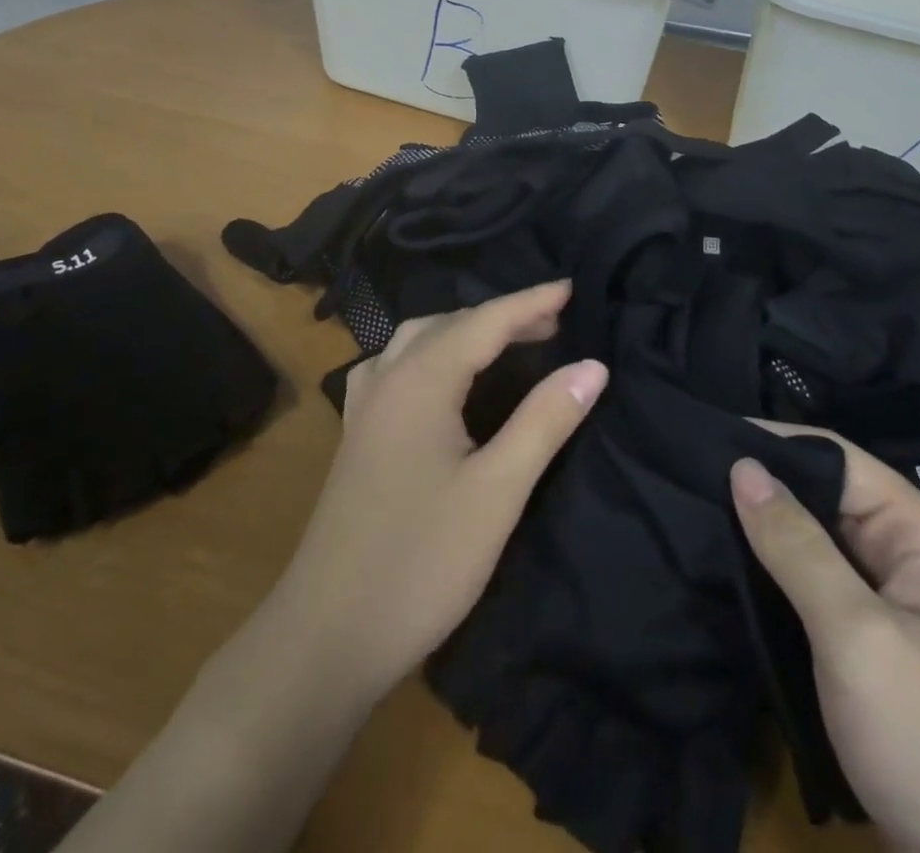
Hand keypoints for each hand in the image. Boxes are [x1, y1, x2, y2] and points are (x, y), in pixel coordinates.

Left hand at [267, 280, 607, 702]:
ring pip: (419, 340)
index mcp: (420, 379)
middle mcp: (387, 377)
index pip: (485, 321)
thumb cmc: (422, 559)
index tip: (572, 287)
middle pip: (451, 324)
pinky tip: (441, 376)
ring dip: (465, 331)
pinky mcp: (358, 434)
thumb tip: (592, 365)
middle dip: (503, 316)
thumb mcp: (497, 491)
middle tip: (554, 322)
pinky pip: (397, 366)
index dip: (531, 302)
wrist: (328, 632)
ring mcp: (365, 405)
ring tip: (507, 341)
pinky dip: (432, 353)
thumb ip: (545, 420)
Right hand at [731, 426, 919, 852]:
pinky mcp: (887, 642)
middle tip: (685, 478)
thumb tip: (741, 463)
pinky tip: (735, 568)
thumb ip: (796, 545)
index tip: (700, 439)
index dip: (771, 442)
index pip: (835, 456)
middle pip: (828, 494)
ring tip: (695, 512)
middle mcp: (917, 552)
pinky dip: (783, 573)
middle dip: (763, 487)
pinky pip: (826, 584)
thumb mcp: (857, 637)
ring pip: (822, 539)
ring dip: (768, 531)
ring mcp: (904, 601)